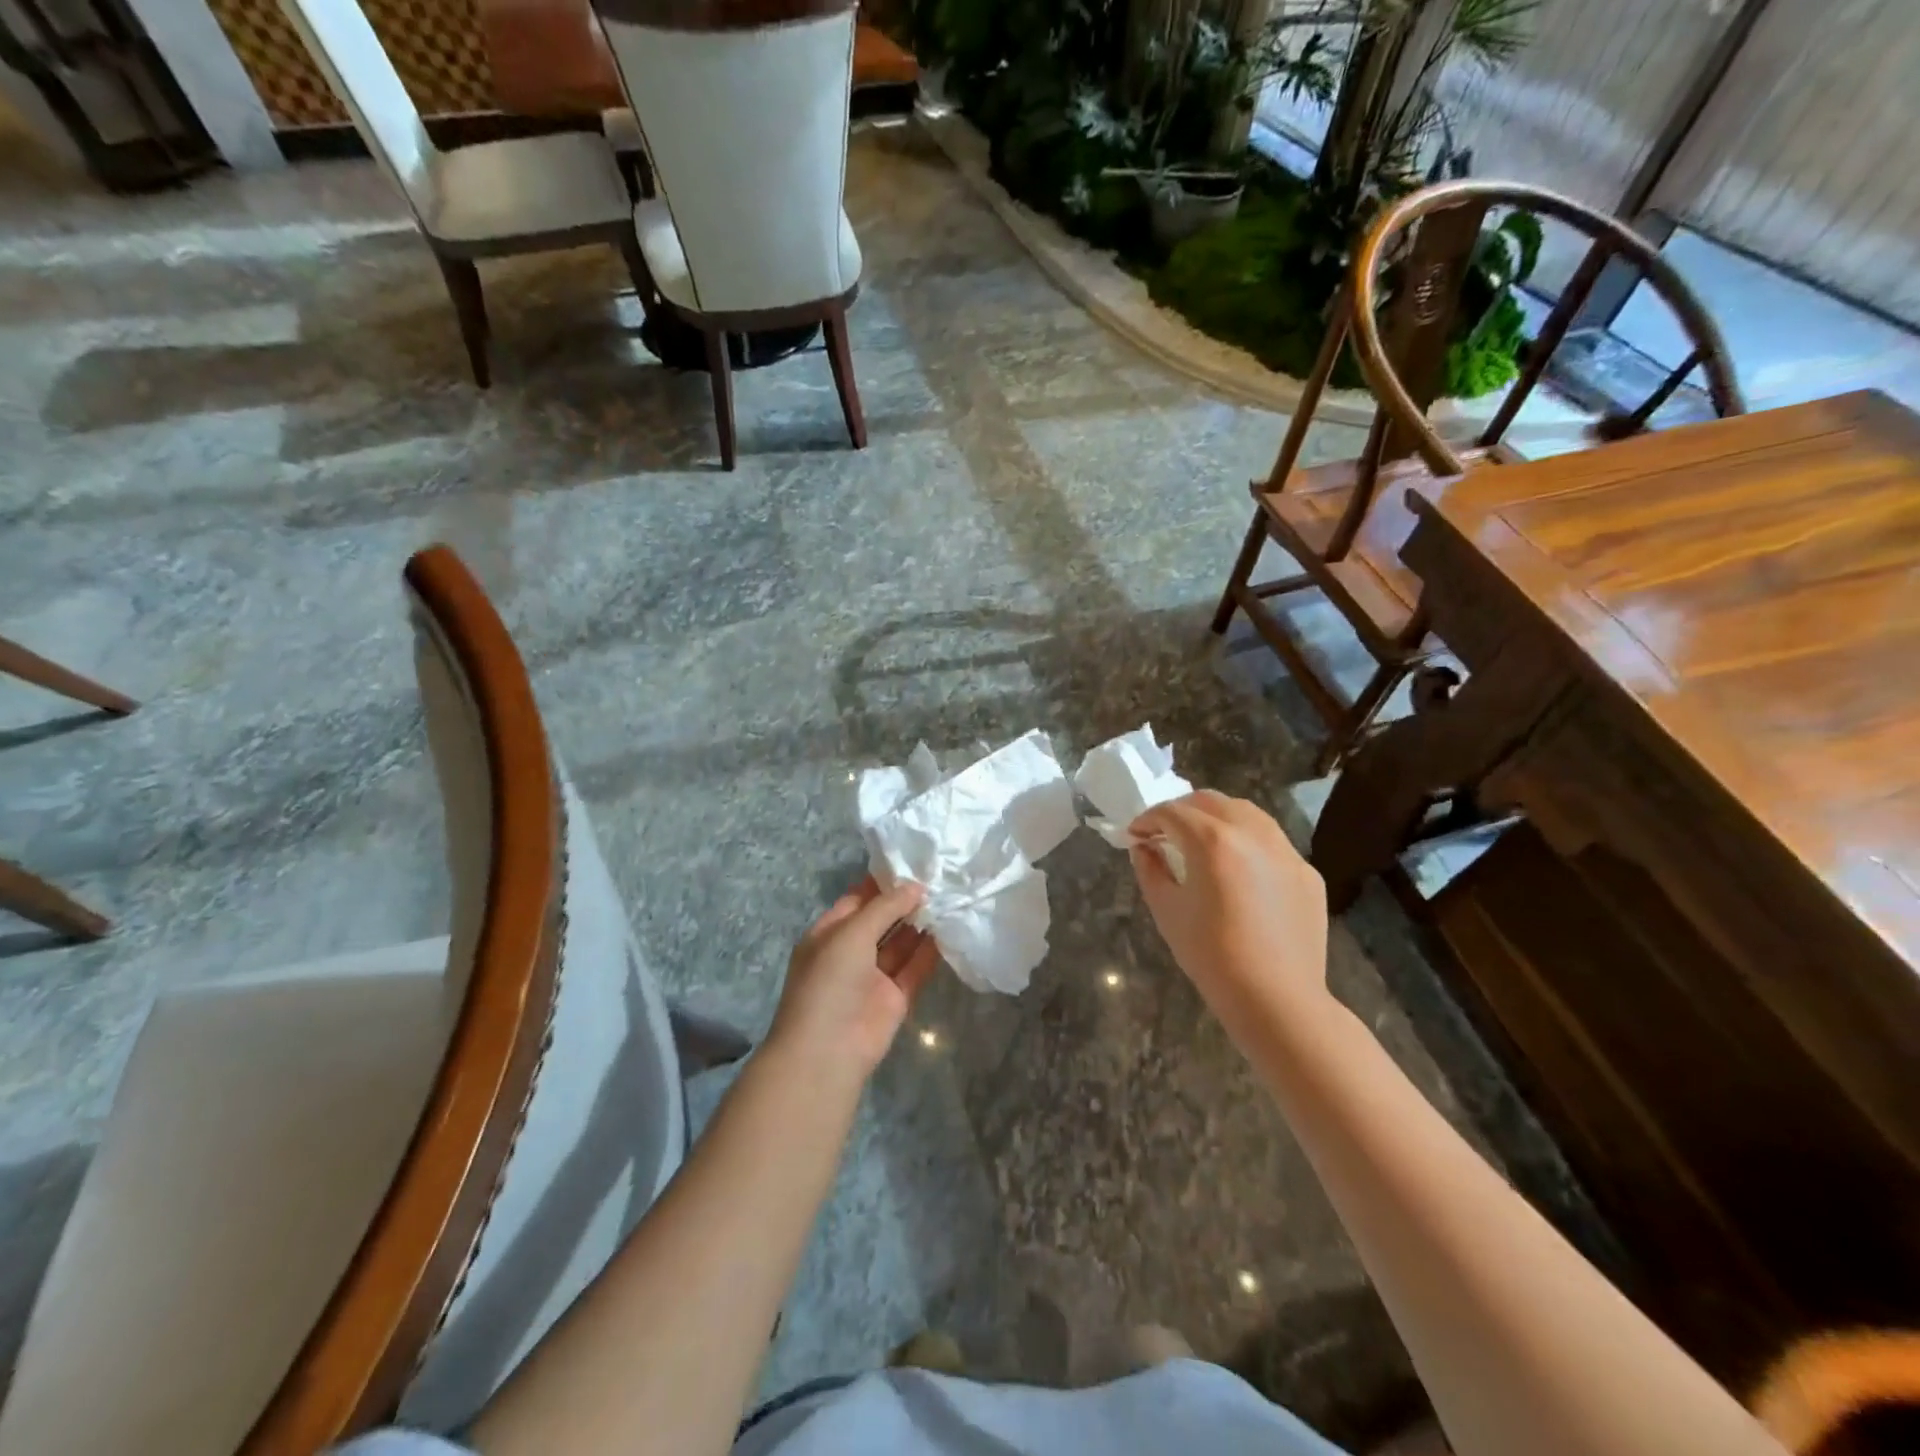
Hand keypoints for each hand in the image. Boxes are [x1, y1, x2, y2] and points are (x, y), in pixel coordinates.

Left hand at [768, 877, 939, 1081]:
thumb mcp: (851, 933)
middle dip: (905, 902)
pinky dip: (929, 952)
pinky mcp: (894, 999)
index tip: (912, 863)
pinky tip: (949, 930)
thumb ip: (885, 907)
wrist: (827, 1050)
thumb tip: (916, 887)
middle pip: (881, 920)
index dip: (882, 883)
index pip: (857, 900)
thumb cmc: (829, 981)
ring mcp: (872, 977)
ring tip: (948, 898)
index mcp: (829, 934)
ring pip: (900, 944)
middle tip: (938, 878)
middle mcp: (850, 952)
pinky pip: (914, 969)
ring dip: (919, 924)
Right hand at [1128, 791, 1330, 1023]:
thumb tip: (1144, 848)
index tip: (1135, 835)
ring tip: (1201, 843)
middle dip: (1182, 810)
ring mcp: (1285, 850)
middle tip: (1164, 833)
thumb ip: (1150, 869)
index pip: (1172, 812)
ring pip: (1247, 813)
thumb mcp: (1167, 911)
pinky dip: (1247, 843)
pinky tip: (1239, 872)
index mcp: (1212, 841)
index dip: (1147, 819)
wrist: (1277, 999)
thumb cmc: (1211, 956)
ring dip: (1217, 818)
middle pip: (1210, 801)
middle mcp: (1252, 833)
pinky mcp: (1306, 872)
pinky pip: (1271, 842)